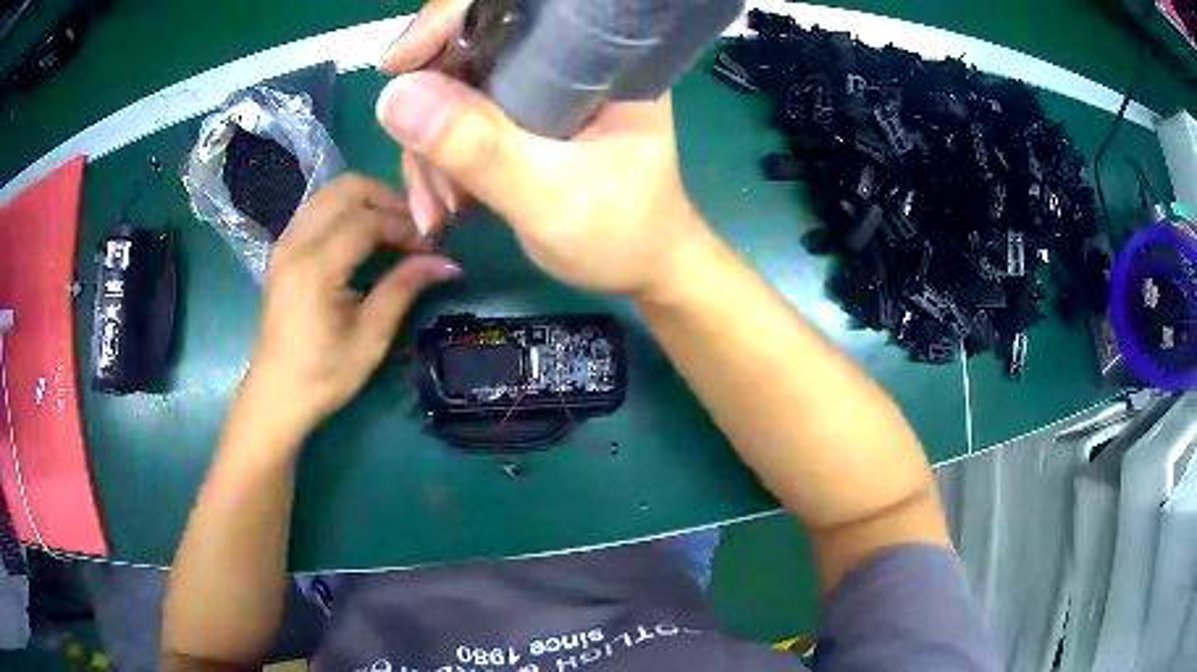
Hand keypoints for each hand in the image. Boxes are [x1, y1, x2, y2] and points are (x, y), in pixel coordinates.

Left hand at [244, 175, 460, 435]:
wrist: (277, 394)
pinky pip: (318, 208)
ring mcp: (286, 242)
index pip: (367, 220)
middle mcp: (296, 243)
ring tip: (392, 231)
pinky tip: (364, 238)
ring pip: (331, 192)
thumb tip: (447, 262)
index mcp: (315, 268)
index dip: (405, 228)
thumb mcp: (370, 338)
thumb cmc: (324, 375)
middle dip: (387, 200)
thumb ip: (403, 288)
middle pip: (347, 188)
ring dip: (367, 202)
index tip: (431, 249)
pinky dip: (347, 210)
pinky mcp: (284, 249)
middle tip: (412, 230)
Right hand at [375, 0, 708, 296]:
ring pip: (454, 92)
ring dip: (431, 153)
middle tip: (429, 182)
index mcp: (598, 58)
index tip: (396, 65)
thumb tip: (394, 96)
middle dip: (431, 115)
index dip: (448, 21)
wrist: (639, 270)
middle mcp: (565, 62)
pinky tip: (444, 207)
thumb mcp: (551, 198)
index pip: (512, 7)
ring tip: (441, 211)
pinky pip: (458, 124)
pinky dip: (439, 165)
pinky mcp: (520, 118)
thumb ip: (479, 148)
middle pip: (469, 52)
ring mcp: (539, 90)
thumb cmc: (622, 235)